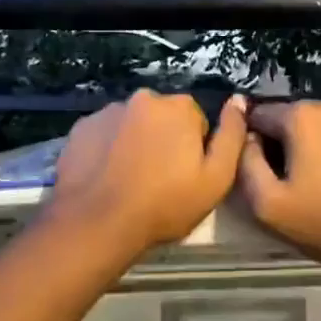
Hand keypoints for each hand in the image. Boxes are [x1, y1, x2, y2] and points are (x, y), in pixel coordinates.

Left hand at [48, 90, 249, 256]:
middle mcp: (143, 98)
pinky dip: (108, 149)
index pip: (196, 122)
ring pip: (133, 125)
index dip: (194, 150)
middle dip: (164, 141)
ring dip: (135, 143)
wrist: (97, 223)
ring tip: (129, 181)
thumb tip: (239, 100)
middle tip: (159, 180)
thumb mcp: (216, 178)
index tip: (186, 176)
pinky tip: (106, 177)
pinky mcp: (81, 127)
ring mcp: (108, 110)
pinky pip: (105, 134)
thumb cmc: (165, 204)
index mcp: (179, 107)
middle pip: (163, 118)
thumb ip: (233, 135)